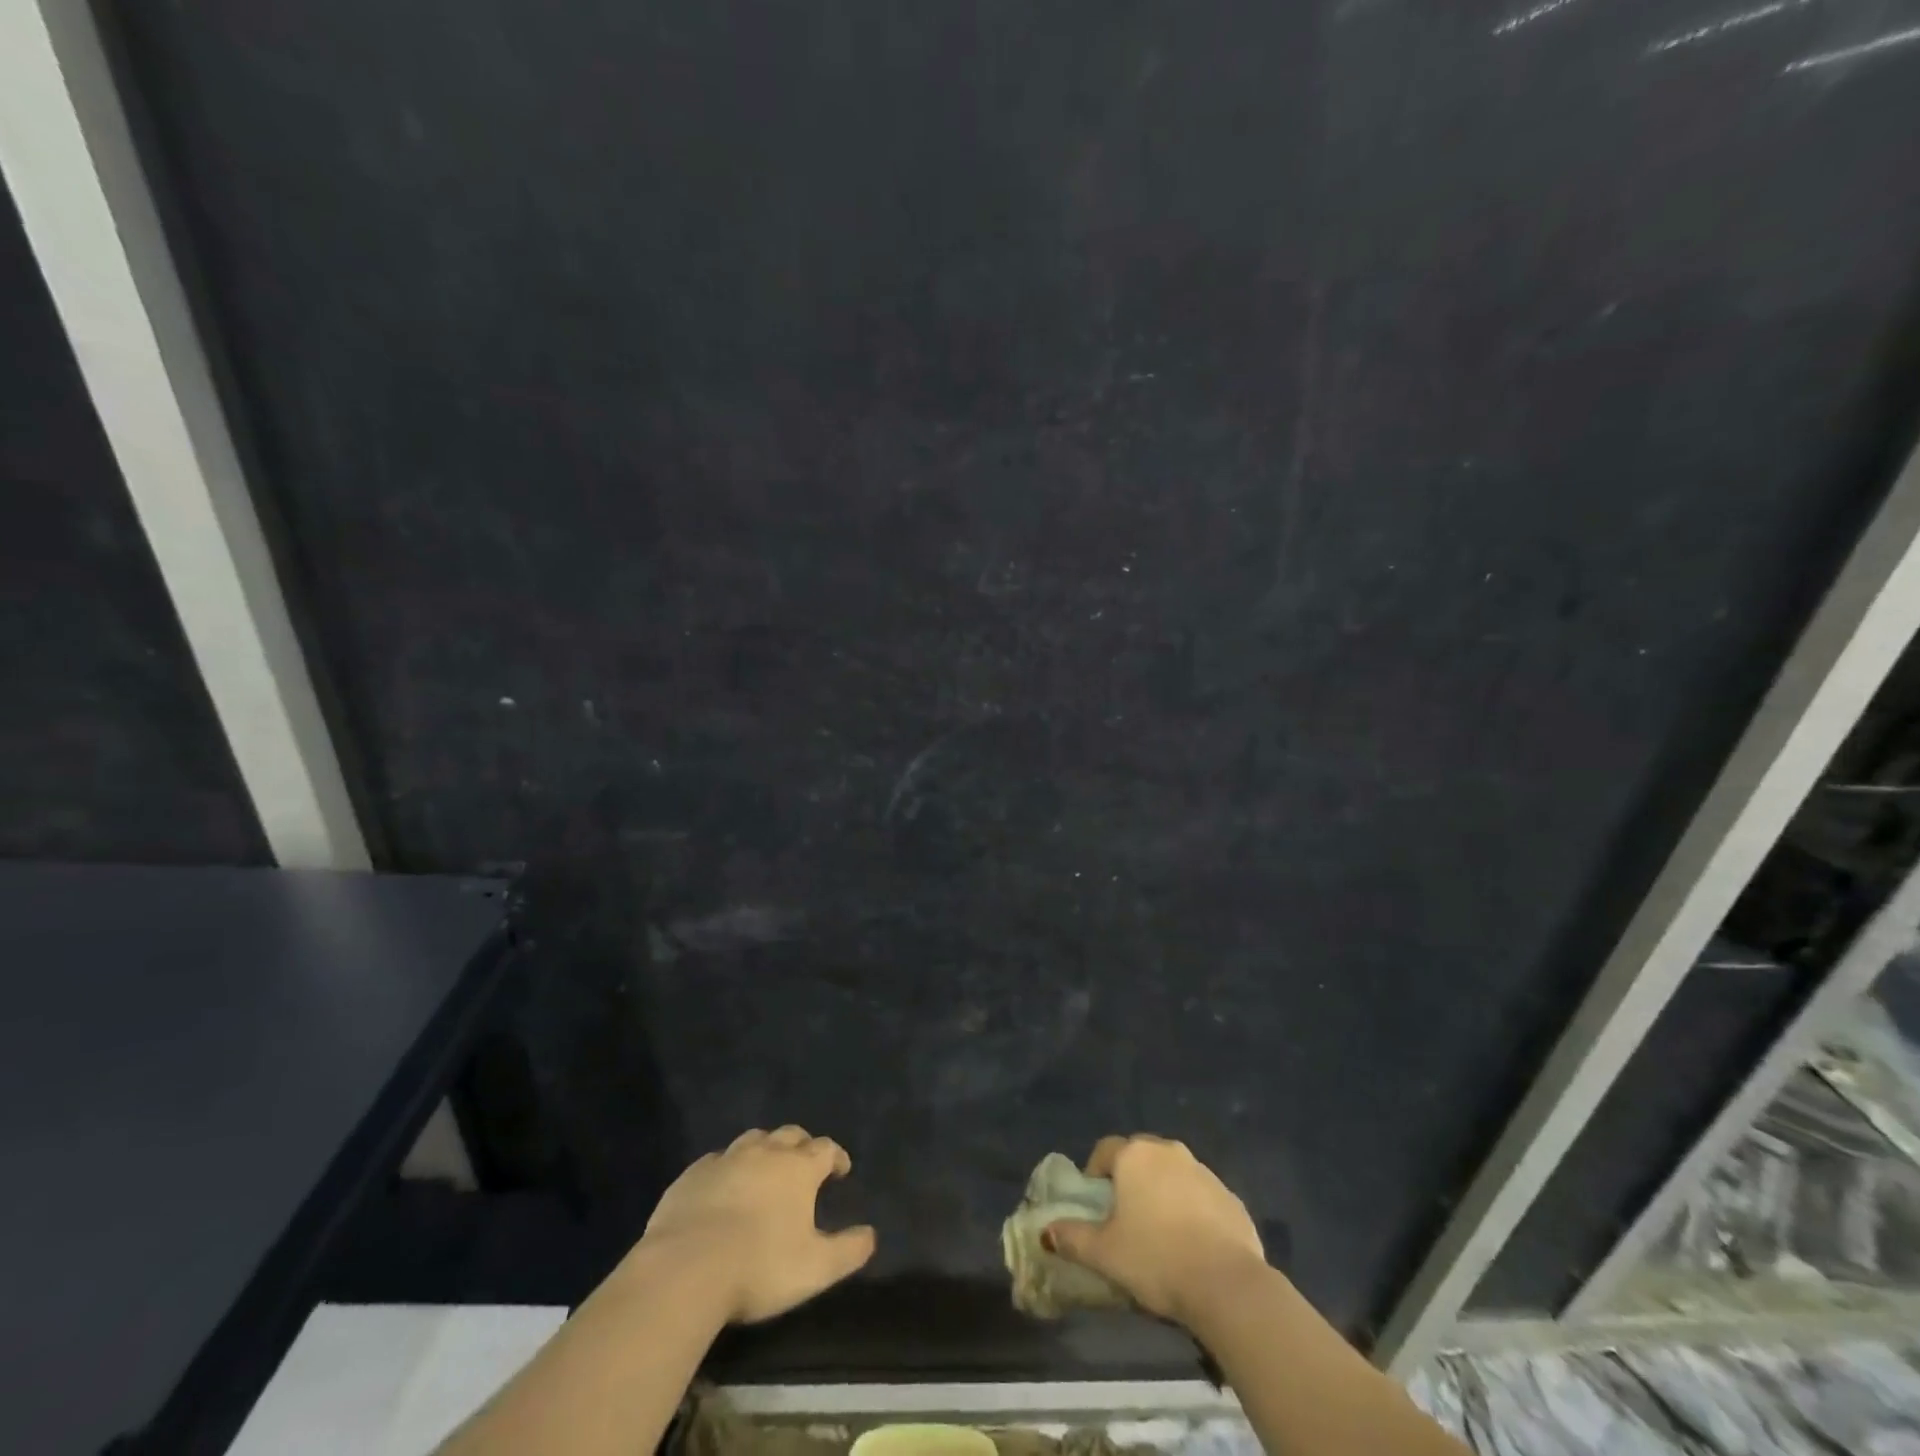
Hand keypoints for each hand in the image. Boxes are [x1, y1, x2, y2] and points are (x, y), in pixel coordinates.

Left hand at [637, 1125, 876, 1323]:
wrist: (686, 1269)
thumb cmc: (759, 1266)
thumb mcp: (816, 1268)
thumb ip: (848, 1250)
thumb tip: (871, 1235)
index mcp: (798, 1168)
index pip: (826, 1148)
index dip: (836, 1156)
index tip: (841, 1170)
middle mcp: (765, 1152)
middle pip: (790, 1135)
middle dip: (802, 1145)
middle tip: (805, 1163)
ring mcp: (726, 1159)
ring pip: (753, 1140)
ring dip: (764, 1149)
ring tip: (765, 1169)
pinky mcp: (692, 1175)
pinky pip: (716, 1160)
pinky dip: (727, 1167)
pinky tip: (723, 1185)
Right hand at [1044, 1134, 1266, 1324]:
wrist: (1227, 1284)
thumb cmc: (1156, 1259)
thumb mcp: (1104, 1254)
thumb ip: (1072, 1238)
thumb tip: (1046, 1232)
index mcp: (1135, 1155)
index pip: (1105, 1149)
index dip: (1095, 1173)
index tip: (1095, 1202)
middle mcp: (1169, 1151)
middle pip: (1141, 1157)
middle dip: (1130, 1180)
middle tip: (1125, 1216)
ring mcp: (1204, 1172)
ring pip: (1173, 1175)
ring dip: (1163, 1193)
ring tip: (1160, 1234)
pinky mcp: (1231, 1197)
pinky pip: (1202, 1197)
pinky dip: (1193, 1211)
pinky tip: (1193, 1246)